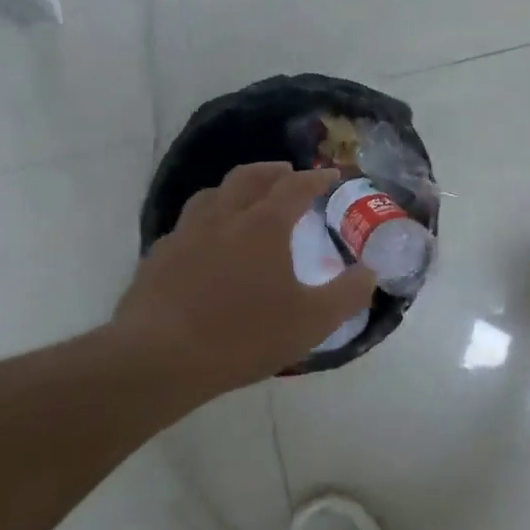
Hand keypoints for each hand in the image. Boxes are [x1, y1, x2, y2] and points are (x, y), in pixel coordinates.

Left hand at [111, 163, 377, 406]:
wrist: (159, 358)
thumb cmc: (244, 335)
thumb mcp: (312, 322)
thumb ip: (347, 294)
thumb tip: (370, 272)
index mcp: (264, 225)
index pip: (295, 186)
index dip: (316, 178)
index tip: (331, 176)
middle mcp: (224, 217)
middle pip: (250, 177)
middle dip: (273, 171)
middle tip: (288, 175)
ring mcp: (186, 233)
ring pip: (212, 194)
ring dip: (235, 189)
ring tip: (246, 200)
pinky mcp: (159, 256)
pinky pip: (187, 224)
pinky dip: (206, 220)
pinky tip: (206, 242)